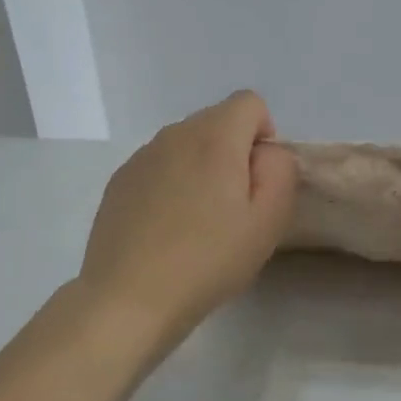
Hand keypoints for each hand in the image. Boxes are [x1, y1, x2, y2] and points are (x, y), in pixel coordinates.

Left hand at [77, 90, 298, 341]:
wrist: (128, 298)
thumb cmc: (207, 261)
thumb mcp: (267, 221)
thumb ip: (280, 171)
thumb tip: (266, 152)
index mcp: (214, 137)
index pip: (250, 103)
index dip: (264, 135)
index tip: (258, 180)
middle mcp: (174, 134)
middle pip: (217, 121)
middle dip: (233, 152)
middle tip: (233, 208)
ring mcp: (141, 156)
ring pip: (186, 144)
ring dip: (201, 168)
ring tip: (198, 222)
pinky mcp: (119, 181)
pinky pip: (159, 167)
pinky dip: (171, 184)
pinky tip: (167, 229)